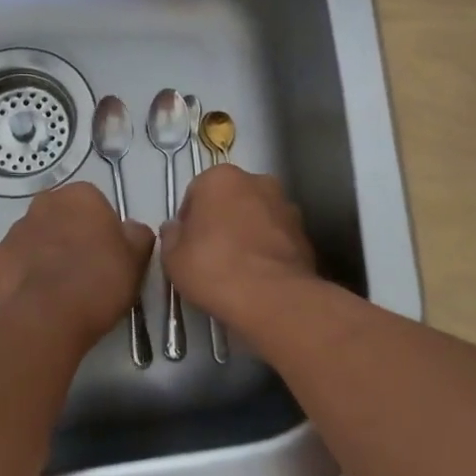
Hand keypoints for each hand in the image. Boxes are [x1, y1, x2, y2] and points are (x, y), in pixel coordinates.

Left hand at [0, 182, 156, 344]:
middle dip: (69, 236)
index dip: (102, 229)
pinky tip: (35, 298)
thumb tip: (130, 230)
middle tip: (84, 270)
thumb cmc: (100, 280)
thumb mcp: (137, 258)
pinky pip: (12, 264)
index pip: (94, 204)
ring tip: (58, 290)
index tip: (107, 255)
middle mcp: (43, 204)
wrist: (49, 317)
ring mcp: (13, 231)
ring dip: (44, 255)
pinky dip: (21, 276)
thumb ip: (137, 235)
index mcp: (80, 195)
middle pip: (60, 217)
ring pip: (34, 239)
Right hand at [160, 165, 317, 329]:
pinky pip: (277, 236)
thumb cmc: (213, 268)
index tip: (187, 245)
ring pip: (257, 216)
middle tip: (211, 254)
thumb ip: (171, 236)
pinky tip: (259, 275)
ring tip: (238, 268)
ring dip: (247, 232)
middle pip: (230, 199)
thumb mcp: (173, 258)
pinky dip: (268, 248)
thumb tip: (174, 229)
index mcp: (220, 178)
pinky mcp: (304, 231)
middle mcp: (256, 181)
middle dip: (221, 220)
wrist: (272, 297)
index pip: (196, 193)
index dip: (189, 220)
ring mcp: (285, 205)